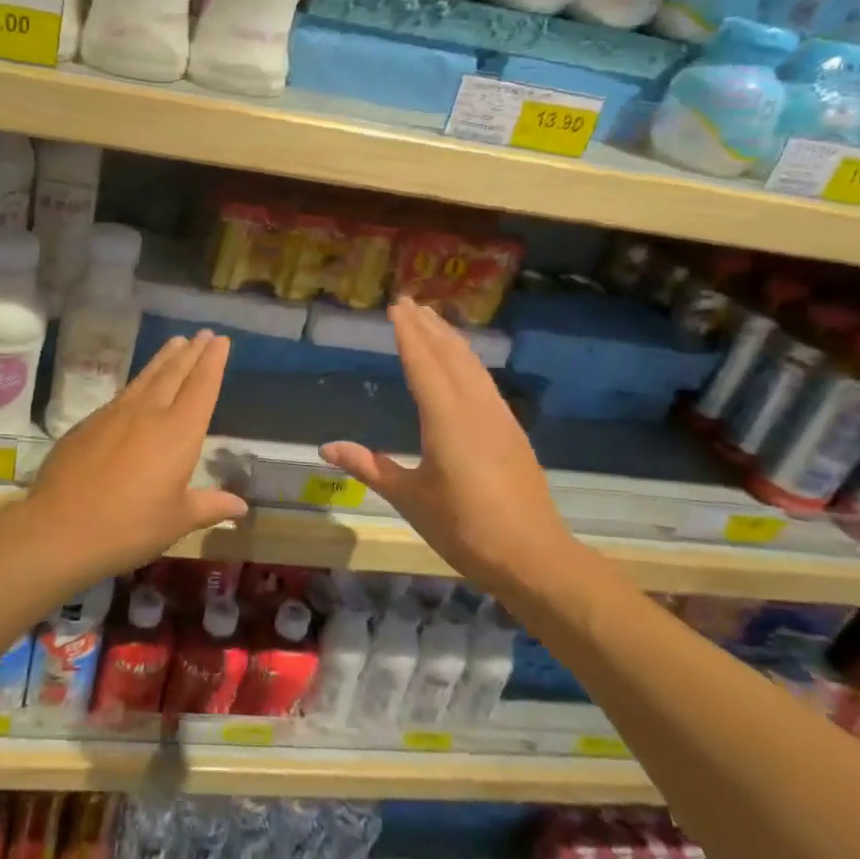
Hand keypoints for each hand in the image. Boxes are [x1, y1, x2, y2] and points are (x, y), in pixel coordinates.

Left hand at [22, 330, 249, 576]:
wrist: (60, 527)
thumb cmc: (129, 526)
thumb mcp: (176, 521)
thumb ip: (209, 506)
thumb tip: (241, 507)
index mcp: (178, 433)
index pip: (202, 387)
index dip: (213, 362)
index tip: (221, 341)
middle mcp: (149, 413)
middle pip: (174, 373)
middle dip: (192, 352)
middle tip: (204, 334)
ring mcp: (114, 414)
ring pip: (146, 377)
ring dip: (164, 358)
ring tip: (176, 342)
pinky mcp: (88, 422)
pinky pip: (122, 393)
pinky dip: (138, 381)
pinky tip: (138, 385)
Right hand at [320, 298, 575, 598]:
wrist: (533, 557)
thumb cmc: (463, 527)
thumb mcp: (409, 498)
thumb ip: (370, 466)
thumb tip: (326, 447)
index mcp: (446, 419)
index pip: (423, 363)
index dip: (408, 333)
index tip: (396, 305)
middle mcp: (475, 408)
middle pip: (451, 355)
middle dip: (429, 326)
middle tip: (410, 301)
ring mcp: (499, 418)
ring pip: (473, 366)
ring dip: (451, 339)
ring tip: (434, 321)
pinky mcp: (512, 432)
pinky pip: (485, 382)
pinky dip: (468, 361)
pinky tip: (464, 365)